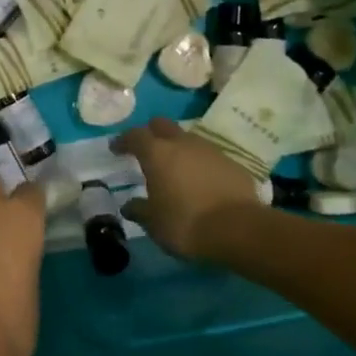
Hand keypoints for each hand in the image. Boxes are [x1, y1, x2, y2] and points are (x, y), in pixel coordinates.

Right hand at [111, 117, 260, 262]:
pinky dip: (200, 164)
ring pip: (188, 139)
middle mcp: (183, 144)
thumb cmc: (186, 224)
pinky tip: (201, 182)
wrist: (239, 229)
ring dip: (178, 149)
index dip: (123, 141)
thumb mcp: (154, 223)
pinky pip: (209, 157)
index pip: (135, 136)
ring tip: (175, 169)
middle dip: (151, 134)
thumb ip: (139, 211)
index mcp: (157, 154)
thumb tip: (129, 206)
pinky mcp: (232, 163)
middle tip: (146, 151)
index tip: (116, 149)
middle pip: (162, 126)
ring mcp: (211, 150)